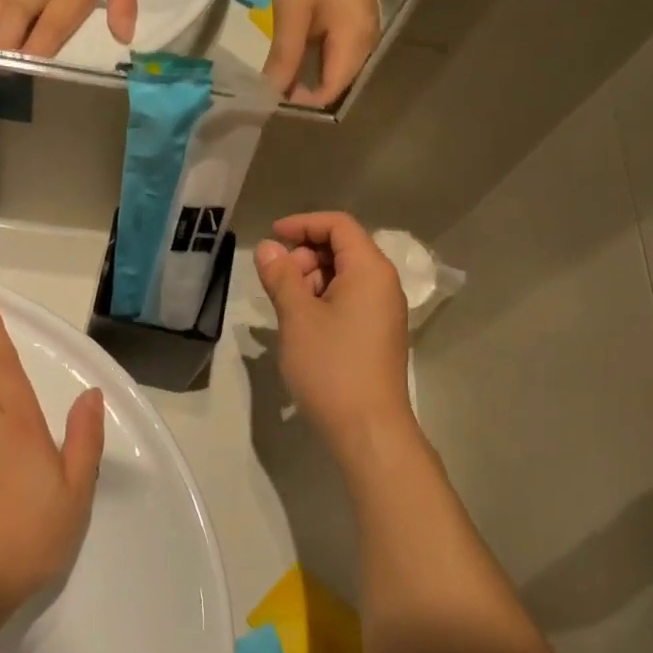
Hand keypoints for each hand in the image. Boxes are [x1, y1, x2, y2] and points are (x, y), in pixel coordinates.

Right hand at [252, 212, 414, 454]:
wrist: (368, 428)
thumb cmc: (331, 367)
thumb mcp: (298, 317)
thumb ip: (282, 277)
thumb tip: (269, 248)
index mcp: (370, 270)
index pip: (339, 225)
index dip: (303, 224)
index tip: (271, 238)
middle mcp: (383, 284)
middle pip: (343, 248)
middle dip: (305, 256)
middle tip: (277, 283)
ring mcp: (383, 312)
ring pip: (344, 277)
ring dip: (311, 280)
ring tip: (286, 307)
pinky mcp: (378, 335)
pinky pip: (350, 301)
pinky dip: (323, 301)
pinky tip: (301, 325)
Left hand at [263, 0, 381, 107]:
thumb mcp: (292, 12)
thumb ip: (284, 55)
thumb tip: (272, 92)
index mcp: (353, 48)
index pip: (327, 94)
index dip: (300, 99)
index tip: (271, 92)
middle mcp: (366, 49)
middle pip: (332, 85)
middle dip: (302, 89)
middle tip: (270, 80)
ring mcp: (365, 37)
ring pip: (334, 71)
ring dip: (307, 73)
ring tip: (278, 66)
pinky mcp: (359, 26)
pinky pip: (336, 54)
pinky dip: (315, 58)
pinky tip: (295, 48)